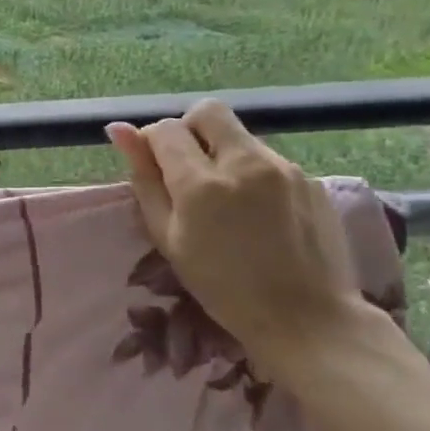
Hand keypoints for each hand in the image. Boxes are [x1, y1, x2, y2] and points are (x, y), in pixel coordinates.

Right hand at [106, 100, 374, 378]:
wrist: (307, 318)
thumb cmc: (221, 285)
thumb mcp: (168, 236)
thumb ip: (144, 179)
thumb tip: (119, 130)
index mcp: (202, 183)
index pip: (165, 129)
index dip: (151, 143)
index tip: (154, 168)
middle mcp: (245, 162)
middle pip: (207, 112)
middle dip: (189, 131)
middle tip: (188, 170)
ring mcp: (284, 168)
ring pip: (239, 135)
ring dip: (221, 153)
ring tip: (226, 201)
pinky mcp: (310, 179)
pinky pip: (267, 158)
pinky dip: (251, 172)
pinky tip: (257, 212)